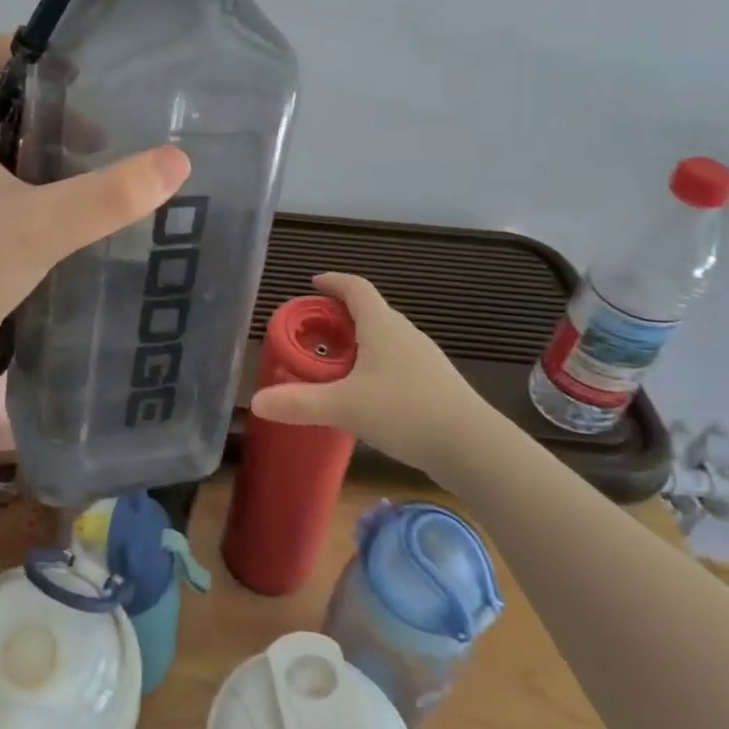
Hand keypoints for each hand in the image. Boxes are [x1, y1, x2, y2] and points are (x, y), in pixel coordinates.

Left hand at [0, 33, 190, 371]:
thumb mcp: (43, 229)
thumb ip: (111, 195)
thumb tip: (178, 160)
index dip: (27, 52)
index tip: (76, 83)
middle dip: (40, 111)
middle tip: (90, 142)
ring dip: (23, 151)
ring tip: (69, 181)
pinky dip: (3, 182)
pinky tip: (32, 221)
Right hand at [248, 274, 507, 478]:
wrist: (472, 446)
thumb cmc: (405, 411)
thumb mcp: (343, 407)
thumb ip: (299, 403)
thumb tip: (255, 402)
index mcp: (381, 325)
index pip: (355, 288)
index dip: (333, 282)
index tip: (313, 283)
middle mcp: (404, 333)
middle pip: (369, 311)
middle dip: (340, 315)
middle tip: (313, 331)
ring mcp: (424, 358)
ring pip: (385, 338)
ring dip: (359, 341)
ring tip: (335, 362)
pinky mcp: (435, 383)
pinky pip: (397, 361)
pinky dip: (375, 364)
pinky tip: (366, 393)